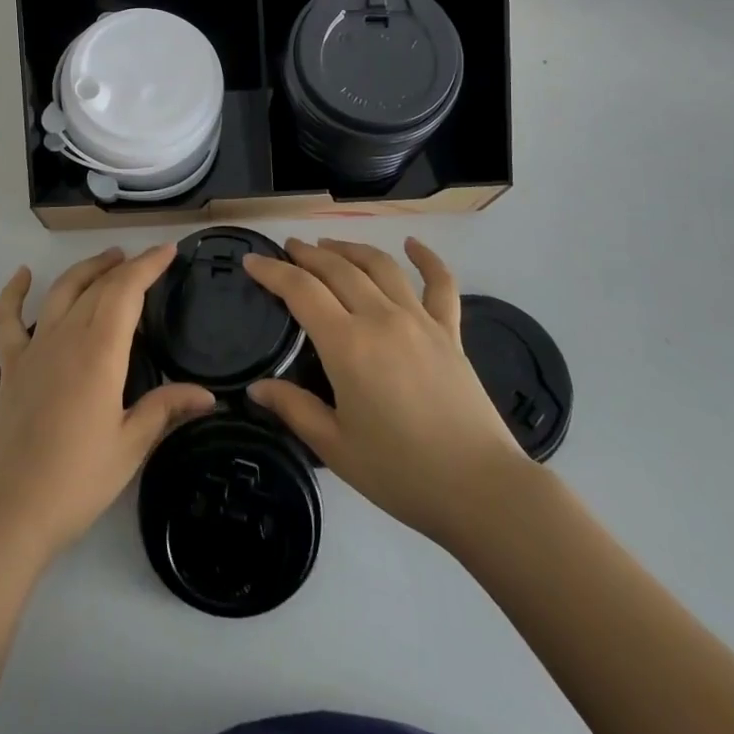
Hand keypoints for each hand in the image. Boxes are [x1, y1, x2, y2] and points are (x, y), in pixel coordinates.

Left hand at [0, 246, 214, 566]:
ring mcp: (34, 349)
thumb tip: (208, 395)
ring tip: (108, 259)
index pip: (126, 291)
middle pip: (98, 287)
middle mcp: (66, 337)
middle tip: (147, 259)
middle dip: (125, 266)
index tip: (169, 251)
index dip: (148, 265)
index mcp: (99, 352)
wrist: (7, 512)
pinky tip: (23, 275)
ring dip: (86, 270)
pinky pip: (8, 320)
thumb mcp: (130, 447)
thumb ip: (165, 410)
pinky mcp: (11, 367)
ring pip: (61, 292)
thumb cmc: (75, 480)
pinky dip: (13, 293)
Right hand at [245, 237, 527, 551]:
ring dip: (351, 248)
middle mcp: (381, 318)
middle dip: (308, 253)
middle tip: (288, 247)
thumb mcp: (336, 447)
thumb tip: (256, 388)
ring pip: (380, 266)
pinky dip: (427, 259)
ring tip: (329, 244)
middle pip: (338, 269)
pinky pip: (441, 284)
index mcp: (347, 344)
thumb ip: (294, 409)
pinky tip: (414, 244)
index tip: (252, 260)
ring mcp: (419, 320)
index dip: (272, 271)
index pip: (301, 290)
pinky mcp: (450, 332)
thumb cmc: (401, 473)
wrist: (481, 489)